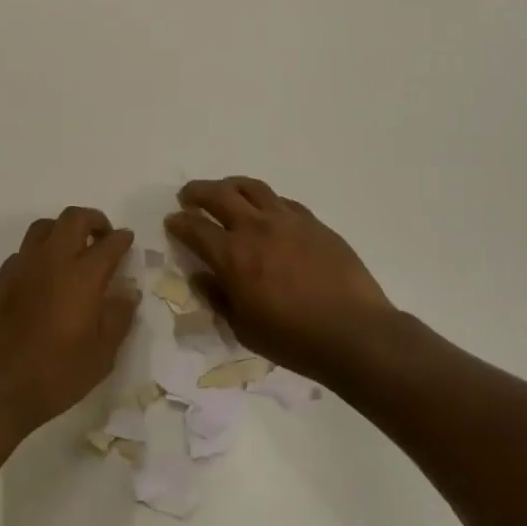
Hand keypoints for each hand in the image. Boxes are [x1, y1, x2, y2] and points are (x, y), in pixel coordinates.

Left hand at [0, 207, 139, 438]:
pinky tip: (42, 280)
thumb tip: (128, 291)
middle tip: (102, 237)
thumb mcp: (101, 355)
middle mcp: (50, 261)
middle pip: (73, 218)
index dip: (122, 239)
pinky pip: (22, 254)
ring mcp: (19, 267)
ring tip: (71, 253)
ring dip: (62, 232)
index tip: (127, 241)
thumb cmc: (55, 376)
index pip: (109, 243)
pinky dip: (39, 256)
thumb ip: (118, 317)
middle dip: (93, 220)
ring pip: (43, 228)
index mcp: (82, 277)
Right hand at [166, 178, 394, 384]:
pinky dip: (265, 201)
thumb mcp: (244, 329)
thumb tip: (202, 277)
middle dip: (197, 192)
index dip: (179, 223)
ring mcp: (288, 221)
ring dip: (230, 185)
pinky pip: (282, 201)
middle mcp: (256, 228)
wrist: (354, 332)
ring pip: (252, 188)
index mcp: (233, 257)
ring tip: (224, 191)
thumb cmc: (293, 340)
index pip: (195, 228)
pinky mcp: (314, 223)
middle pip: (218, 195)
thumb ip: (219, 298)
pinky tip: (266, 211)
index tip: (172, 221)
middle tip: (188, 196)